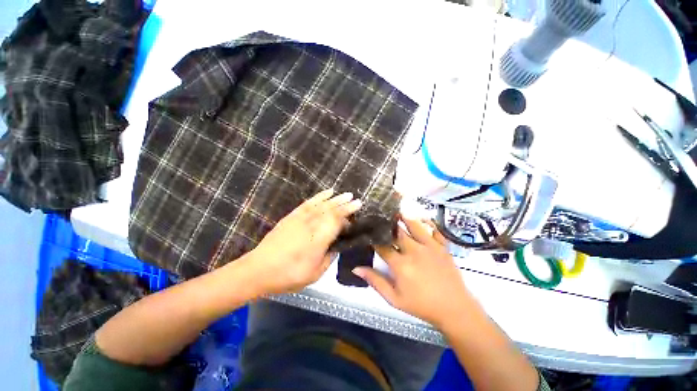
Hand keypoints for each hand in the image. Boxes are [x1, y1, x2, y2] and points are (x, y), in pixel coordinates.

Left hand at [249, 189, 361, 294]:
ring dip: (336, 199)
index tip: (356, 211)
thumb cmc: (289, 275)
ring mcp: (301, 218)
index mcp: (319, 239)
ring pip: (322, 204)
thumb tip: (337, 246)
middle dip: (345, 204)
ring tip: (346, 194)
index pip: (337, 221)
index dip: (348, 215)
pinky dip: (319, 196)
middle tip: (357, 200)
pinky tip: (327, 193)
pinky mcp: (292, 216)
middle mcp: (311, 224)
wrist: (258, 269)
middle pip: (332, 210)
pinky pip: (308, 202)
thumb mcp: (315, 274)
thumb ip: (329, 258)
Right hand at [353, 217, 475, 328]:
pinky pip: (434, 229)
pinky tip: (421, 217)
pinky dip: (427, 222)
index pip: (382, 246)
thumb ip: (376, 281)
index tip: (368, 231)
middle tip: (381, 215)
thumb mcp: (394, 299)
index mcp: (400, 264)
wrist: (454, 309)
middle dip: (388, 224)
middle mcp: (414, 251)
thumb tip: (356, 268)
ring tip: (397, 210)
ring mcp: (430, 247)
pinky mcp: (443, 246)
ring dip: (404, 217)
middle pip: (397, 232)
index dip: (373, 238)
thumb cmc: (421, 305)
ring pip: (414, 225)